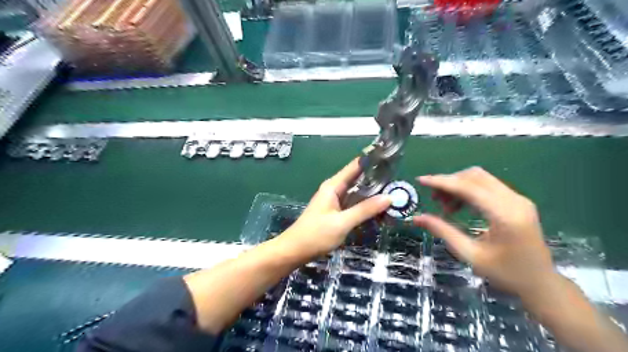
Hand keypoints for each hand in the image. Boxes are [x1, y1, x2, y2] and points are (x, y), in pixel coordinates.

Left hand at [281, 158, 390, 259]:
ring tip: (395, 196)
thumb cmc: (316, 235)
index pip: (355, 166)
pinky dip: (366, 207)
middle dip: (377, 181)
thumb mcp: (342, 222)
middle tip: (399, 183)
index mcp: (334, 186)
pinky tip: (379, 211)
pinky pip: (354, 205)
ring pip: (358, 194)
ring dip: (373, 195)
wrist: (295, 251)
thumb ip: (365, 210)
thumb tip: (389, 198)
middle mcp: (335, 190)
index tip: (391, 160)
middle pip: (359, 180)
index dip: (372, 161)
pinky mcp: (337, 212)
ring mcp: (336, 201)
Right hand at [416, 166, 552, 296]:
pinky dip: (468, 191)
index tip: (421, 180)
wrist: (541, 283)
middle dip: (449, 182)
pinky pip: (487, 186)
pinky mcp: (517, 202)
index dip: (442, 182)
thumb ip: (443, 231)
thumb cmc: (506, 273)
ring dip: (458, 186)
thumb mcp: (470, 254)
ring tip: (445, 206)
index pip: (468, 187)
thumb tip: (417, 218)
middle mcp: (514, 200)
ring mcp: (518, 199)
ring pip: (481, 179)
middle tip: (433, 198)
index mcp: (505, 215)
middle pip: (475, 176)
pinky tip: (459, 206)